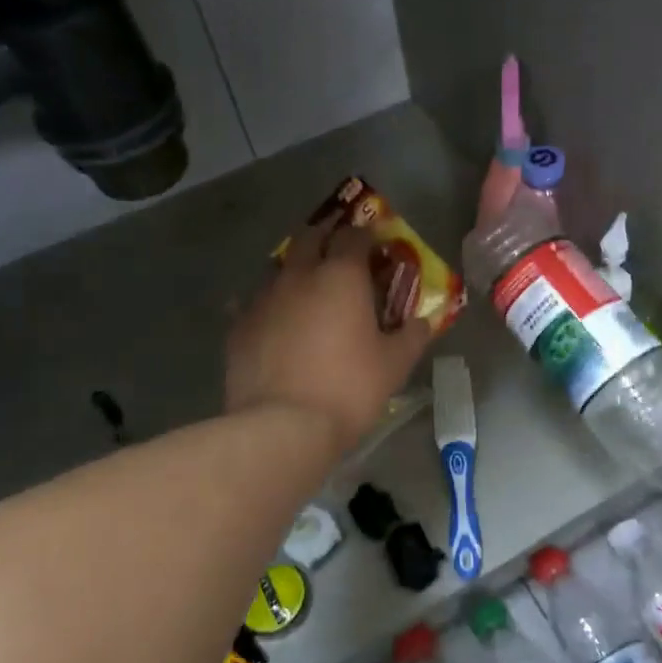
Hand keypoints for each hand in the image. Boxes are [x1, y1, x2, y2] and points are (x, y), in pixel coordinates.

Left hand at [226, 219, 434, 449]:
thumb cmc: (349, 389)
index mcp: (341, 276)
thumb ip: (412, 336)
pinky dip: (268, 305)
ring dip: (295, 270)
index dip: (366, 236)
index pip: (354, 235)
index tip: (375, 247)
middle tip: (339, 257)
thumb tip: (423, 321)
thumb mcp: (395, 365)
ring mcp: (263, 298)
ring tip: (307, 292)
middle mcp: (299, 275)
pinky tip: (273, 322)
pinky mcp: (238, 325)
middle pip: (309, 237)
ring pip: (278, 266)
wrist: (282, 426)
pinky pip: (252, 302)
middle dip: (325, 239)